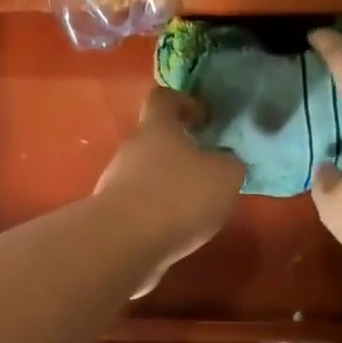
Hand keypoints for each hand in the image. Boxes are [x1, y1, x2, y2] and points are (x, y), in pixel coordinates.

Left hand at [94, 88, 244, 296]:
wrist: (125, 243)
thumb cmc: (179, 197)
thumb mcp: (225, 177)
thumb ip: (230, 164)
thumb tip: (226, 162)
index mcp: (157, 128)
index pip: (164, 99)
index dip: (184, 103)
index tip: (203, 118)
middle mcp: (131, 149)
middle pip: (154, 141)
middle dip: (179, 154)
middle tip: (207, 172)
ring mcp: (115, 183)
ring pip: (145, 176)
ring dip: (167, 188)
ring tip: (194, 210)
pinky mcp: (111, 217)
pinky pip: (139, 208)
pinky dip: (157, 216)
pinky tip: (175, 232)